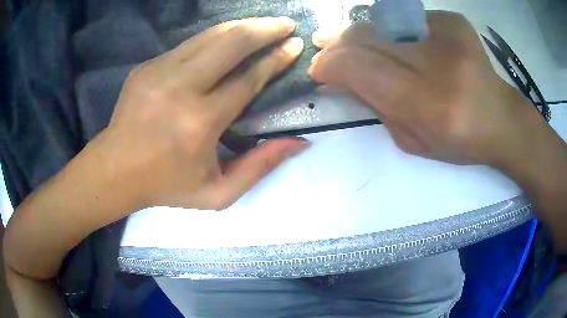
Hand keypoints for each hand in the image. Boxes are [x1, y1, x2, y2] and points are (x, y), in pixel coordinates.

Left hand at [99, 17, 308, 210]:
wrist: (114, 170)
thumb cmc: (166, 186)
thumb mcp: (218, 193)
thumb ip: (259, 167)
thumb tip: (298, 142)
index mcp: (200, 123)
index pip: (248, 79)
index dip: (276, 59)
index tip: (295, 45)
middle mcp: (180, 88)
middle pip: (232, 43)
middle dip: (265, 28)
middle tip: (286, 24)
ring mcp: (159, 71)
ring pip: (210, 35)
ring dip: (242, 26)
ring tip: (264, 24)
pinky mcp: (147, 65)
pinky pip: (189, 44)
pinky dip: (215, 38)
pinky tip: (228, 39)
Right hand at [308, 11, 549, 168]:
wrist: (501, 119)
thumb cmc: (460, 141)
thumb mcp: (412, 140)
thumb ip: (374, 106)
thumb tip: (338, 78)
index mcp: (429, 103)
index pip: (361, 67)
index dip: (330, 64)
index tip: (318, 70)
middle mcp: (439, 62)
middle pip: (368, 37)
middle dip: (339, 44)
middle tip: (324, 50)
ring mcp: (448, 34)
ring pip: (382, 22)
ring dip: (360, 33)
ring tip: (349, 42)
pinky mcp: (453, 20)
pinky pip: (405, 19)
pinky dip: (391, 30)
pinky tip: (394, 42)